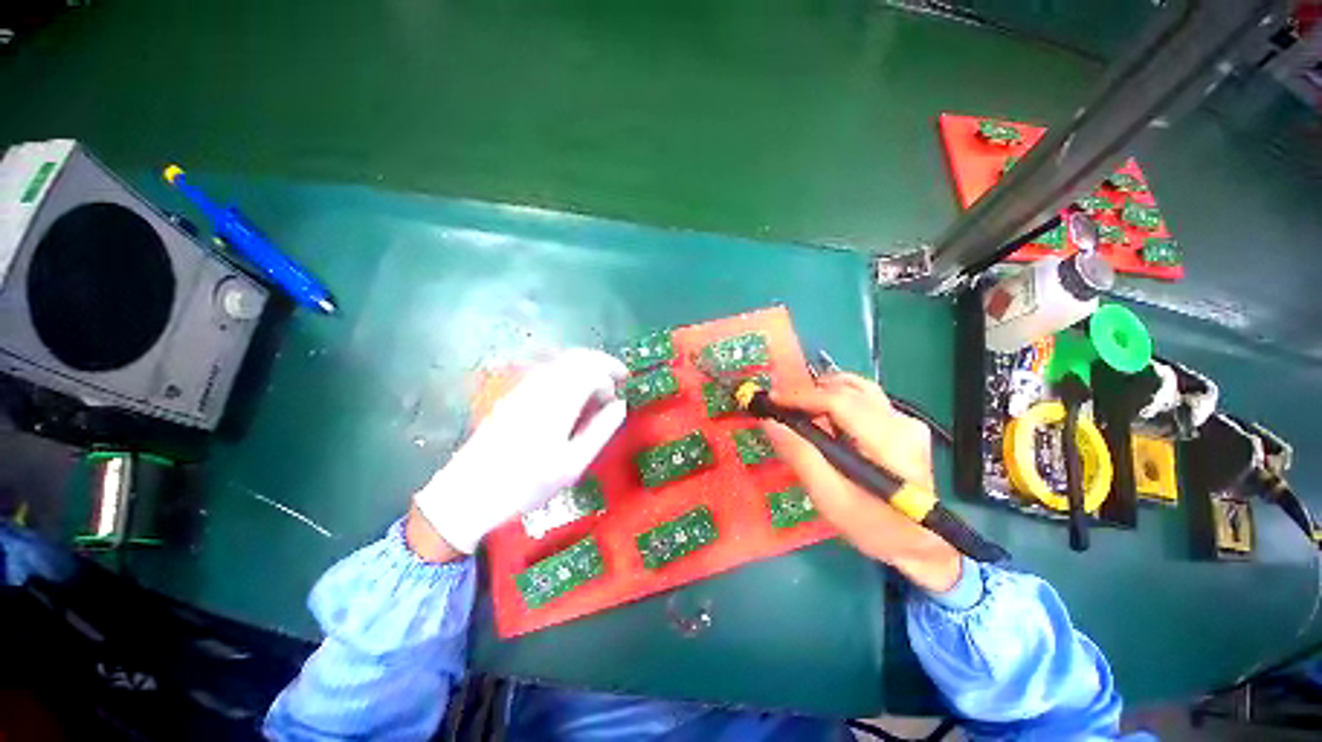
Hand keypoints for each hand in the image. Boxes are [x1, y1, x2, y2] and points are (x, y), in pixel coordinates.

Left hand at [413, 349, 627, 553]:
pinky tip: (571, 392)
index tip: (620, 395)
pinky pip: (547, 368)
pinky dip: (568, 372)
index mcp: (558, 401)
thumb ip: (601, 430)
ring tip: (597, 386)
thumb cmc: (527, 484)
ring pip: (562, 359)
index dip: (611, 377)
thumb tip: (621, 406)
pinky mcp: (514, 392)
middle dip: (602, 363)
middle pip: (578, 357)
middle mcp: (541, 384)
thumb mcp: (573, 464)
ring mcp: (524, 385)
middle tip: (617, 379)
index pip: (593, 369)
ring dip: (585, 366)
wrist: (469, 492)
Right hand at [759, 373, 962, 592]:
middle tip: (781, 405)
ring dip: (822, 392)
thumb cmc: (872, 525)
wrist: (917, 542)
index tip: (773, 400)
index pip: (839, 401)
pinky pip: (863, 397)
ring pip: (855, 388)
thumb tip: (771, 423)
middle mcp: (901, 422)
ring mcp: (905, 420)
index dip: (802, 396)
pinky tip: (824, 416)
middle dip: (808, 392)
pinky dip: (837, 399)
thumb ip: (801, 457)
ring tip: (800, 408)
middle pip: (846, 390)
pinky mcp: (902, 423)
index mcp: (888, 442)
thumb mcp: (830, 498)